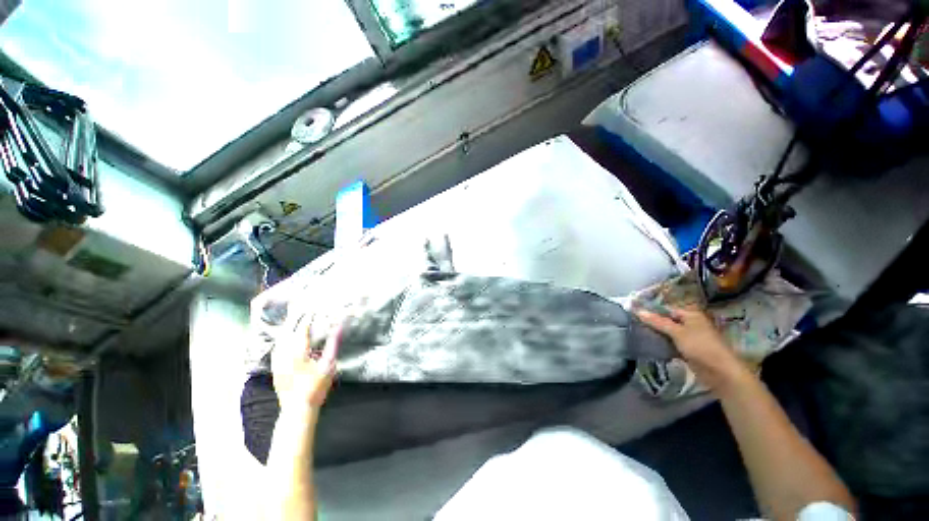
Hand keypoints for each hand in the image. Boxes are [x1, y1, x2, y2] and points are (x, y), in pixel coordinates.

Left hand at [271, 315, 342, 409]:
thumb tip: (338, 328)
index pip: (302, 329)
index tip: (313, 309)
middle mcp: (284, 354)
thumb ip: (333, 345)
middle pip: (287, 332)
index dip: (308, 318)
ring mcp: (277, 362)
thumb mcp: (328, 365)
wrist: (297, 409)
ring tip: (295, 321)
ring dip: (288, 329)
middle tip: (302, 310)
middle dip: (295, 320)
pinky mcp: (274, 368)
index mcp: (298, 352)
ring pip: (280, 340)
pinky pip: (276, 349)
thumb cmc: (316, 386)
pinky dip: (282, 340)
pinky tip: (286, 339)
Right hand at [635, 306, 746, 389]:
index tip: (633, 312)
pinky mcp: (687, 350)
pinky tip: (648, 344)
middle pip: (666, 320)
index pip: (666, 309)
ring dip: (655, 333)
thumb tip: (637, 310)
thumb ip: (657, 321)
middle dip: (651, 322)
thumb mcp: (677, 332)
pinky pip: (670, 343)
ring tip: (636, 332)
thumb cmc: (701, 347)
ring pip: (667, 332)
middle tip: (632, 323)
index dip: (651, 310)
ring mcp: (689, 337)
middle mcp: (690, 323)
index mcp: (690, 315)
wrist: (720, 373)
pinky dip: (661, 343)